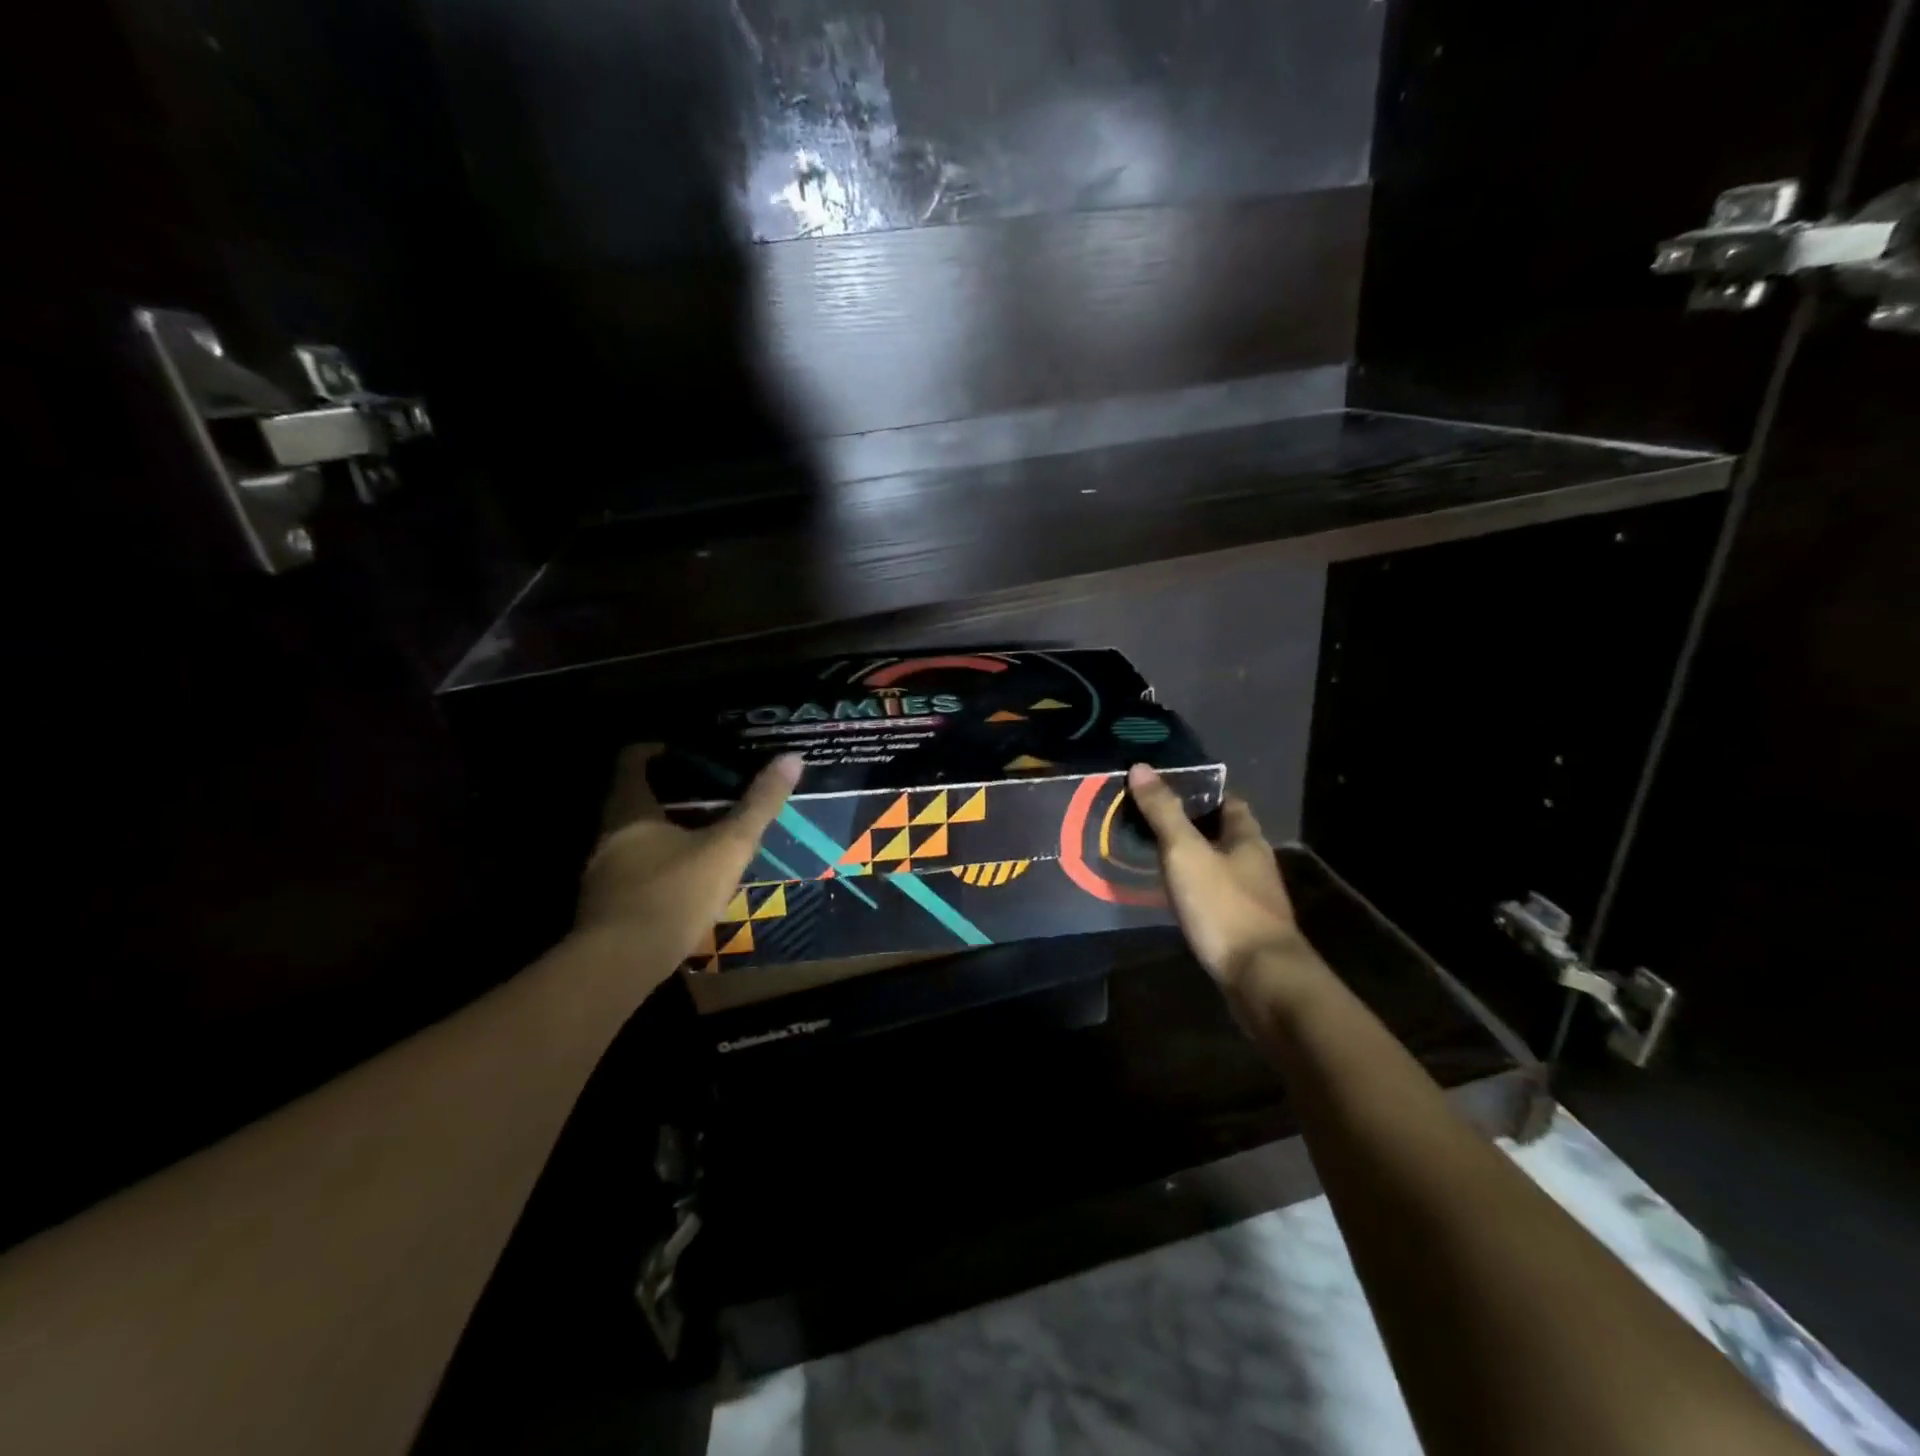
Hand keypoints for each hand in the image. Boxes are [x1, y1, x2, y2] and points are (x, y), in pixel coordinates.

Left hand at [576, 746, 801, 966]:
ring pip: (632, 840)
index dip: (656, 749)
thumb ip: (758, 806)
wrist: (621, 965)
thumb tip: (792, 758)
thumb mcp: (728, 847)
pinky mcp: (605, 907)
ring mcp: (601, 873)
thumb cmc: (674, 893)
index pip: (632, 761)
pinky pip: (633, 873)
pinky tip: (684, 883)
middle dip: (668, 795)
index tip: (684, 749)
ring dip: (663, 834)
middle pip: (633, 800)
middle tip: (708, 793)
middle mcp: (608, 836)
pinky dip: (657, 868)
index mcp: (630, 811)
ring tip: (702, 837)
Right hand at [1127, 763, 1301, 986]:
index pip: (1230, 802)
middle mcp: (1256, 864)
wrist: (1261, 979)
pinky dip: (1198, 890)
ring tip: (1158, 857)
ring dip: (1196, 860)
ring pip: (1222, 867)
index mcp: (1247, 839)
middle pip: (1226, 834)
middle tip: (1154, 821)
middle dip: (1196, 826)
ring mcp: (1254, 899)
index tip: (1171, 788)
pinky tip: (1177, 898)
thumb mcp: (1185, 853)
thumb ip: (1164, 812)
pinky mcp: (1245, 929)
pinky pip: (1218, 897)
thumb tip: (1141, 767)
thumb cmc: (1224, 907)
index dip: (1204, 792)